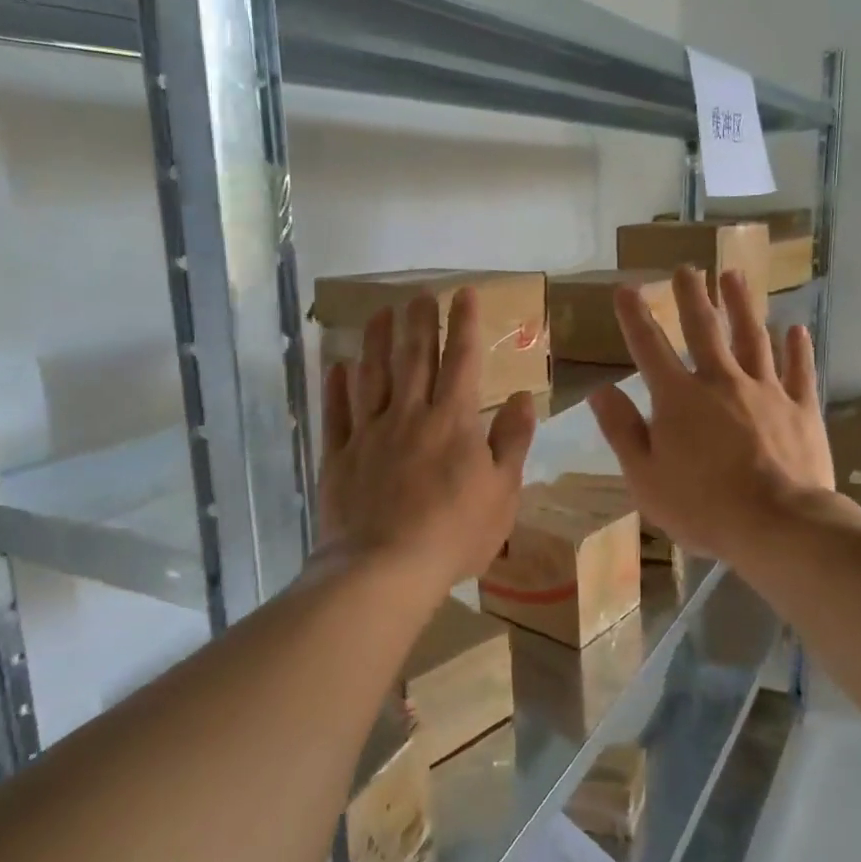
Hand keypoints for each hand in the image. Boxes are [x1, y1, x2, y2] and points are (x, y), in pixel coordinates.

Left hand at [319, 288, 537, 600]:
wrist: (385, 568)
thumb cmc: (455, 533)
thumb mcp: (502, 491)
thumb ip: (512, 440)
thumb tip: (524, 396)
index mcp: (453, 421)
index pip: (461, 361)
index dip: (463, 324)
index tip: (463, 292)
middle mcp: (409, 415)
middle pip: (414, 358)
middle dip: (419, 322)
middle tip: (418, 293)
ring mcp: (369, 434)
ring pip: (372, 377)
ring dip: (376, 342)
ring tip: (379, 314)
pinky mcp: (339, 457)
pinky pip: (336, 415)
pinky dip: (336, 389)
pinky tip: (337, 368)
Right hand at [588, 266, 834, 567]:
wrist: (777, 524)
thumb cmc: (702, 506)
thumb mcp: (645, 476)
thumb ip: (622, 430)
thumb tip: (599, 390)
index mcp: (678, 398)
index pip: (649, 347)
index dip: (634, 317)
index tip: (625, 288)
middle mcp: (721, 381)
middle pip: (704, 330)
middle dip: (692, 297)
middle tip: (687, 268)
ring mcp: (766, 390)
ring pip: (752, 337)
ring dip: (741, 305)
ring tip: (733, 276)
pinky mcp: (801, 408)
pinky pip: (799, 370)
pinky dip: (797, 348)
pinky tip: (796, 328)